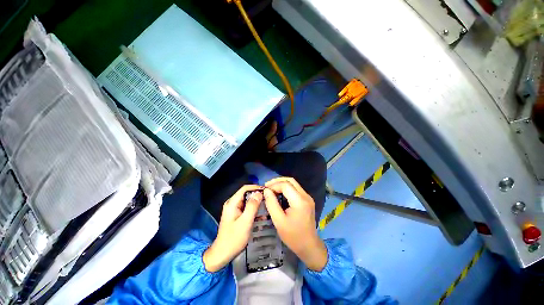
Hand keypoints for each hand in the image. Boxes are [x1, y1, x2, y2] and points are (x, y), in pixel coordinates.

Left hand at [203, 185, 262, 271]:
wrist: (222, 254)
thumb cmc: (234, 238)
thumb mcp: (245, 222)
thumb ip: (252, 206)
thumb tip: (259, 193)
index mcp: (232, 203)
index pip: (245, 188)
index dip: (256, 187)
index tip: (266, 190)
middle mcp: (232, 203)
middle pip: (246, 194)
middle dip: (257, 195)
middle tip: (269, 198)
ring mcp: (234, 209)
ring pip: (247, 201)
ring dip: (257, 202)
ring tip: (268, 205)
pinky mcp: (236, 215)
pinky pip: (246, 208)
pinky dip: (254, 209)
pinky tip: (262, 214)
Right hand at [263, 177, 327, 271]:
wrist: (309, 246)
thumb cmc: (293, 236)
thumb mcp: (279, 221)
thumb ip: (272, 204)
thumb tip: (266, 191)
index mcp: (300, 201)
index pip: (286, 185)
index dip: (274, 185)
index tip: (265, 190)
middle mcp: (306, 196)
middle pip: (291, 181)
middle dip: (278, 181)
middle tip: (267, 186)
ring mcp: (308, 197)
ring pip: (294, 183)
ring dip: (282, 183)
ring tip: (271, 188)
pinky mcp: (307, 200)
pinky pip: (296, 189)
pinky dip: (287, 188)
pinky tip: (279, 192)